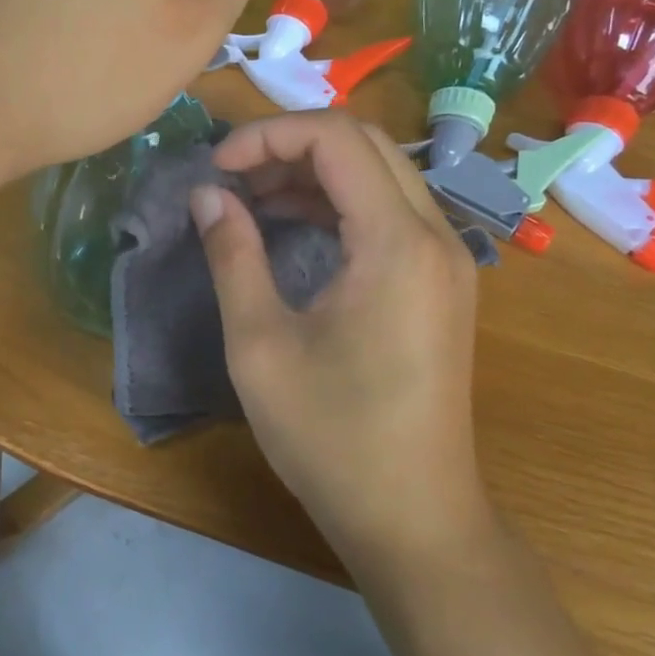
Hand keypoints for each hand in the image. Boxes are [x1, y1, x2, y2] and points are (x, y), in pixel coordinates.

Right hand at [191, 112, 488, 576]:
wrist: (414, 518)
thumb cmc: (332, 438)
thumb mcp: (260, 345)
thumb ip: (233, 256)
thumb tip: (208, 196)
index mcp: (396, 243)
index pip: (336, 138)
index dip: (268, 136)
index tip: (216, 168)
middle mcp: (435, 235)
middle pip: (363, 144)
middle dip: (290, 146)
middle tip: (231, 179)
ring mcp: (446, 259)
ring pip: (379, 174)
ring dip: (313, 173)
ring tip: (250, 199)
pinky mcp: (440, 283)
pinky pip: (391, 212)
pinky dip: (339, 203)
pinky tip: (293, 226)